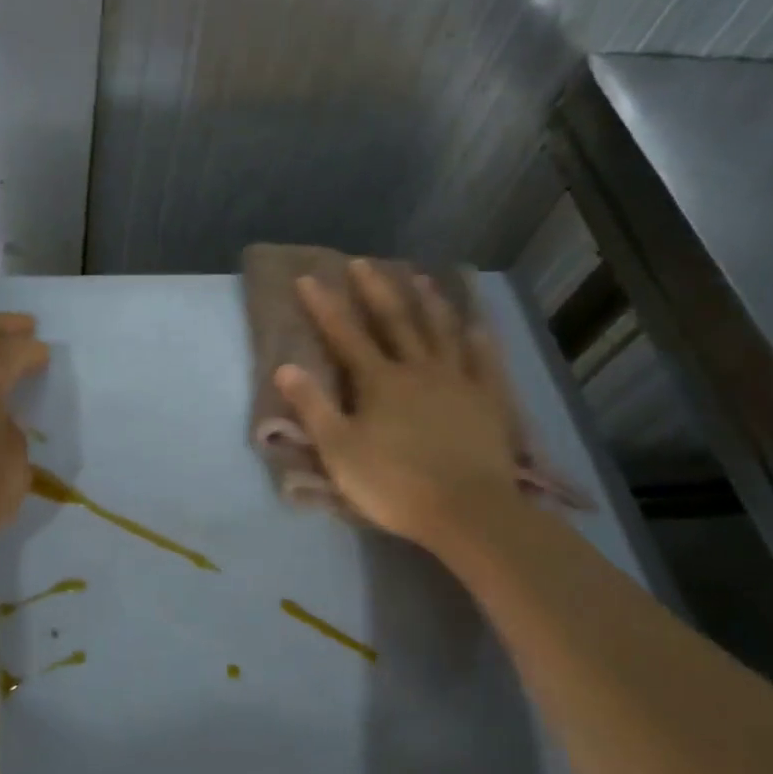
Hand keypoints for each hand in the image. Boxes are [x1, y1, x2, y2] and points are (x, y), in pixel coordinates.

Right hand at [274, 260, 524, 552]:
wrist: (467, 511)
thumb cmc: (394, 484)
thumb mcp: (339, 450)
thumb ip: (313, 407)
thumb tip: (285, 367)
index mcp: (379, 381)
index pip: (345, 335)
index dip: (324, 306)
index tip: (308, 278)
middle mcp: (418, 369)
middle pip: (395, 321)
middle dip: (375, 290)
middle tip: (363, 262)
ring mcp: (457, 381)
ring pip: (442, 332)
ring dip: (429, 302)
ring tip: (421, 278)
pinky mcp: (487, 401)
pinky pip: (484, 361)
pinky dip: (479, 340)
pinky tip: (477, 326)